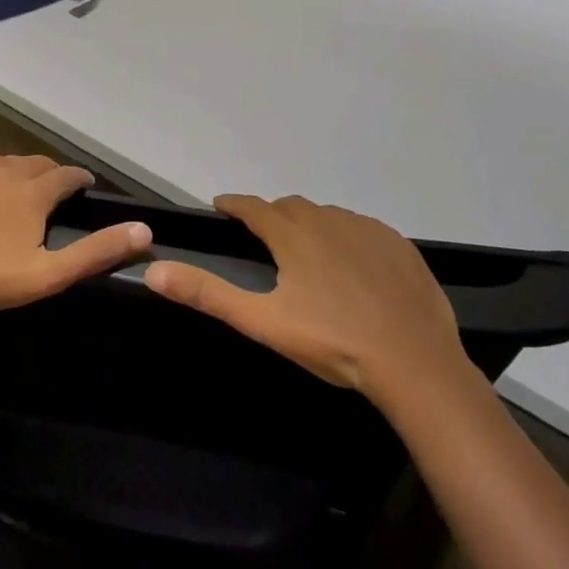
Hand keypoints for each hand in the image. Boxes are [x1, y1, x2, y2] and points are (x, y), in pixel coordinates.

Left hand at [0, 153, 151, 328]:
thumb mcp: (48, 275)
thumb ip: (96, 252)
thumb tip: (144, 231)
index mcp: (33, 193)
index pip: (66, 176)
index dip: (78, 180)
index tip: (84, 186)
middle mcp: (5, 169)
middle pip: (36, 164)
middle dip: (49, 175)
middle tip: (52, 190)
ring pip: (4, 161)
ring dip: (17, 172)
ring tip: (17, 189)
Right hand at [144, 195, 465, 400]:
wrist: (415, 363)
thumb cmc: (332, 342)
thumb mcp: (263, 321)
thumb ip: (208, 294)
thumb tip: (154, 270)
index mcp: (293, 235)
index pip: (254, 207)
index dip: (234, 205)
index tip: (221, 206)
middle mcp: (329, 220)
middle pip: (291, 207)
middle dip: (272, 216)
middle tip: (264, 238)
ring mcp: (368, 230)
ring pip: (329, 216)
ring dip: (311, 225)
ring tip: (308, 253)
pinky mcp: (400, 246)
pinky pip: (364, 230)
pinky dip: (348, 237)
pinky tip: (354, 265)